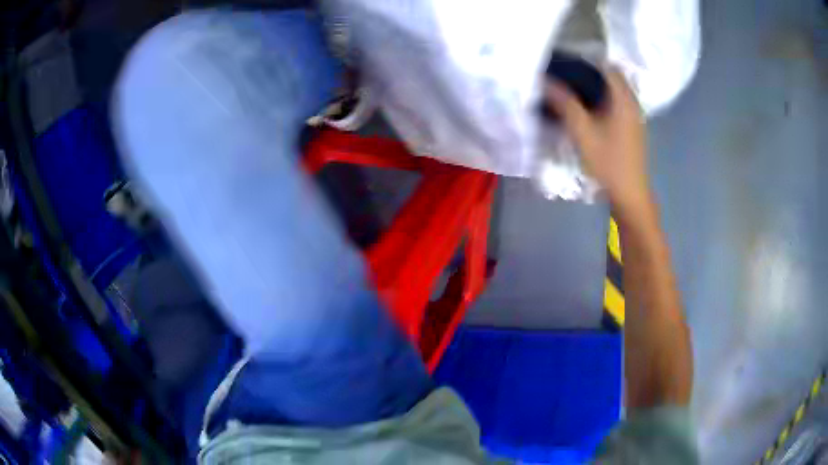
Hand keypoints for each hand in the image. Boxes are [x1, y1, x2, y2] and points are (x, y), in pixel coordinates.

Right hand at [545, 69, 650, 216]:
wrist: (629, 194)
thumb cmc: (608, 162)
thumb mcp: (582, 131)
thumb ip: (564, 103)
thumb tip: (545, 81)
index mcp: (623, 98)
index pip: (606, 65)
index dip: (585, 60)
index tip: (564, 63)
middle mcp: (632, 102)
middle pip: (610, 76)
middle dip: (587, 72)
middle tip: (564, 76)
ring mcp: (634, 115)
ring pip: (613, 90)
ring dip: (594, 86)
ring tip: (571, 90)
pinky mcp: (631, 127)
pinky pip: (615, 103)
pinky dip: (601, 99)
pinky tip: (586, 109)